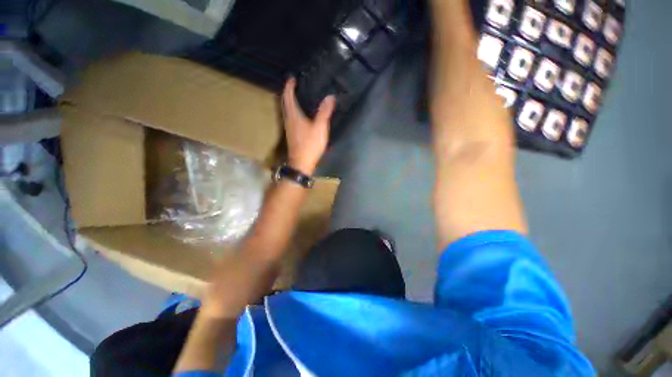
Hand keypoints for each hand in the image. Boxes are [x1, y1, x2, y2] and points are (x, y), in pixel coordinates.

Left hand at [282, 78, 335, 174]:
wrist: (301, 163)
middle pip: (285, 102)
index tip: (292, 78)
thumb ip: (324, 112)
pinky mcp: (292, 135)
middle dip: (288, 92)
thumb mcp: (319, 128)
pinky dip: (293, 111)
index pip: (288, 96)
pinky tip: (300, 114)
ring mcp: (289, 128)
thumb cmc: (310, 145)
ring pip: (287, 110)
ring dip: (290, 102)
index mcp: (293, 115)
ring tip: (298, 97)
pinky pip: (290, 118)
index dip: (289, 86)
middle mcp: (288, 119)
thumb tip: (330, 97)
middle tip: (294, 85)